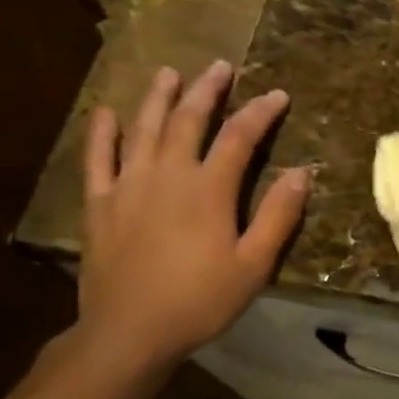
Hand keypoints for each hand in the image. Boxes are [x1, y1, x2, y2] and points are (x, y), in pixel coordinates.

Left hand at [76, 62, 308, 371]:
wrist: (130, 331)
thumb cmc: (200, 301)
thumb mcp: (253, 265)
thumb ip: (277, 216)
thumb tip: (301, 173)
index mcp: (208, 190)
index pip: (240, 137)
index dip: (260, 113)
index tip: (278, 94)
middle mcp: (167, 175)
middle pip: (189, 120)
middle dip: (207, 90)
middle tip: (219, 67)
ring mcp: (127, 185)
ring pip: (144, 128)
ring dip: (159, 98)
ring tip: (170, 74)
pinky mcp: (99, 204)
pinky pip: (97, 158)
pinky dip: (102, 132)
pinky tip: (106, 113)